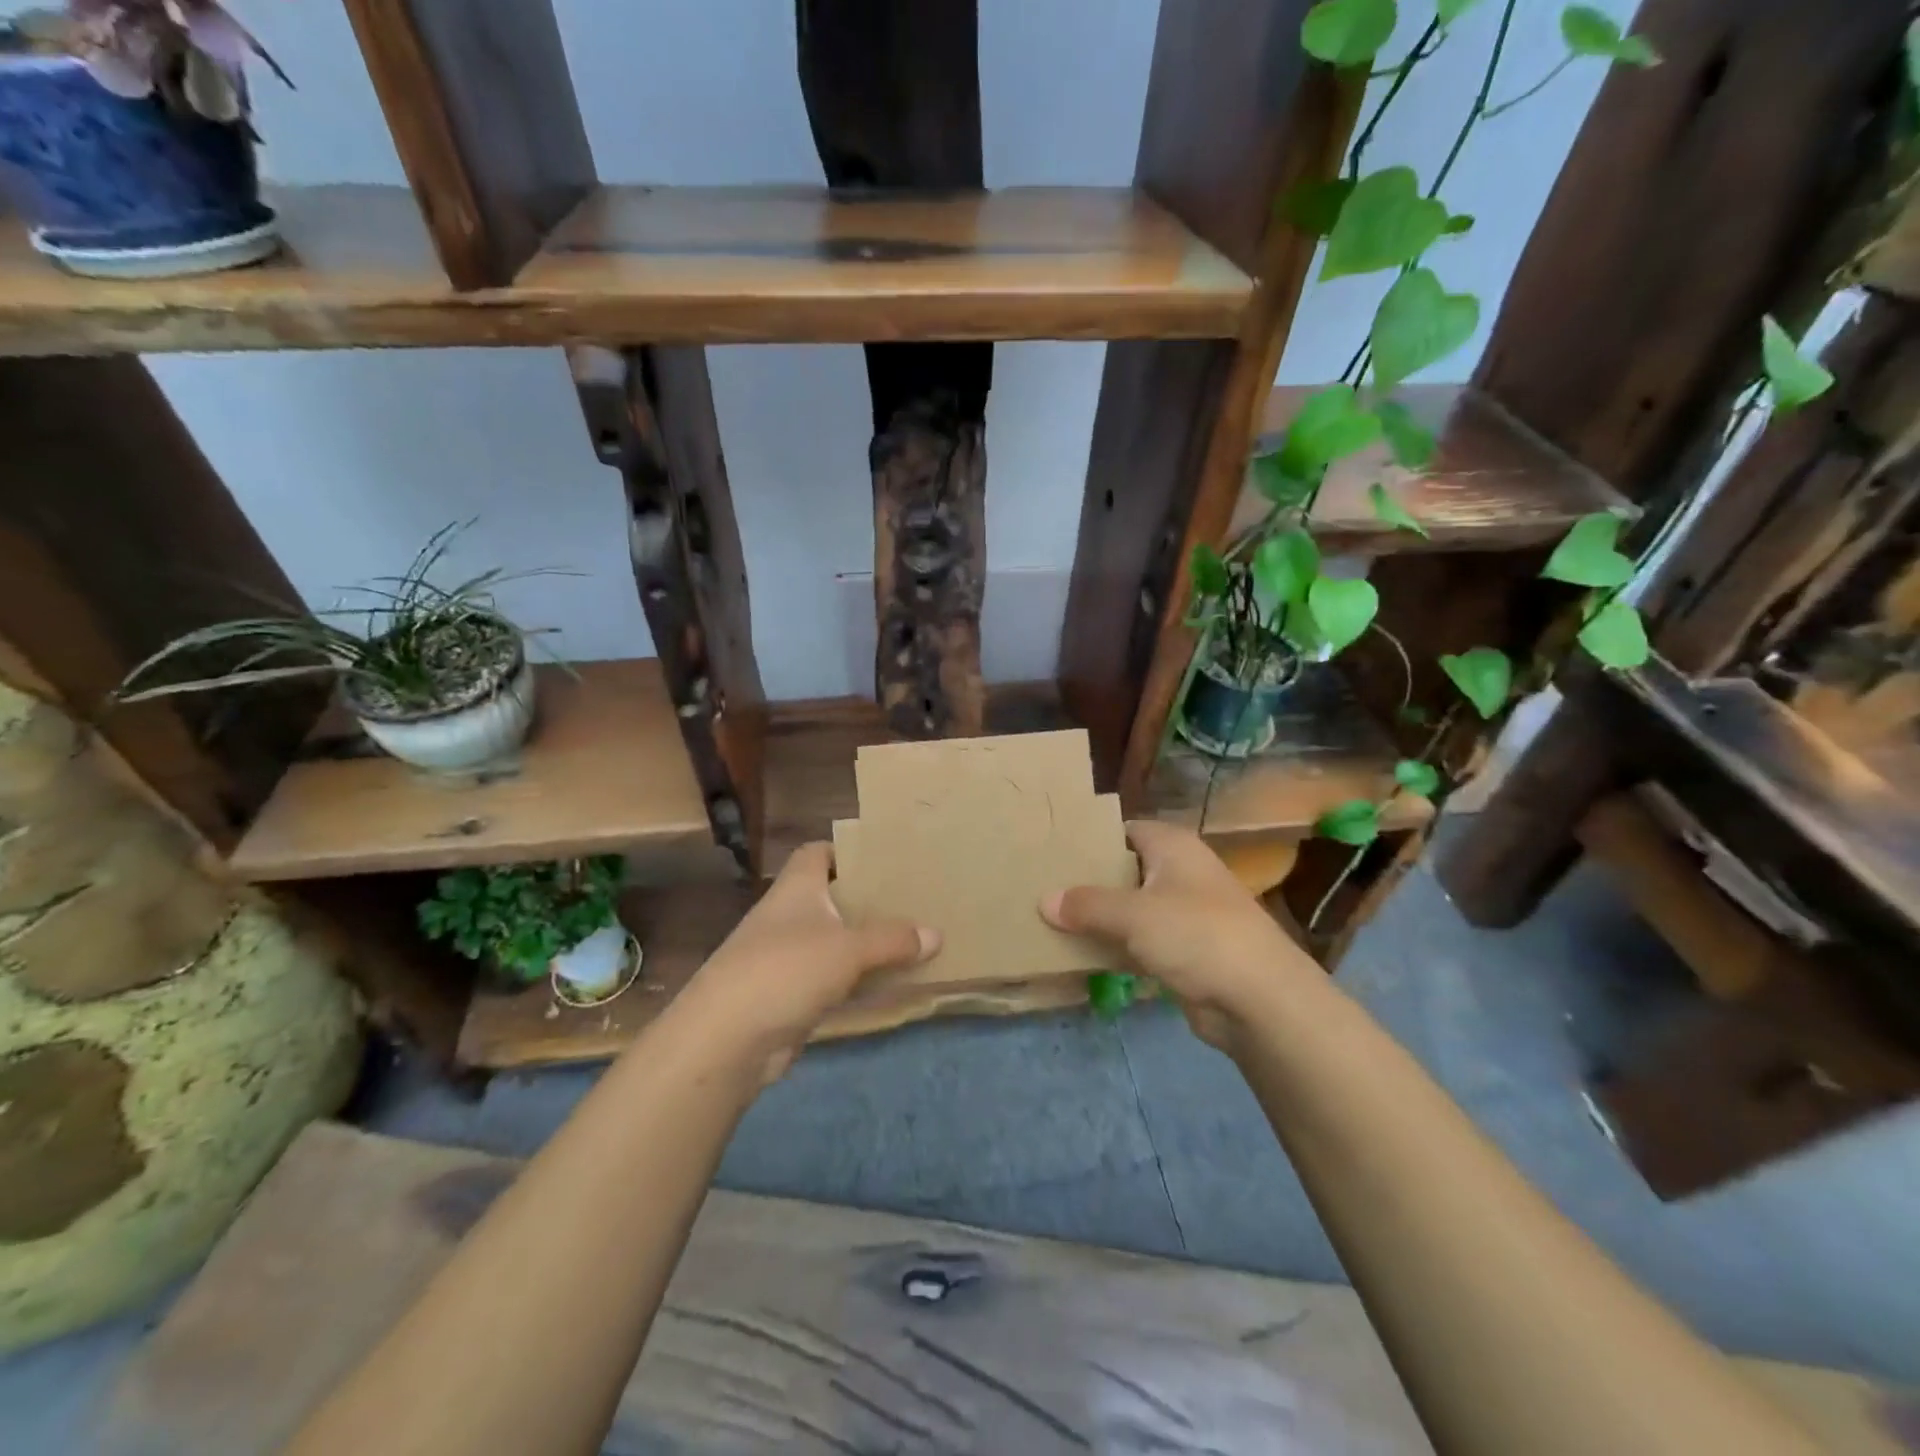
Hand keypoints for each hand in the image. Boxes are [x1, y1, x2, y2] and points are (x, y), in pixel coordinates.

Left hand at [678, 843, 937, 1082]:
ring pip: (833, 941)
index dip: (846, 851)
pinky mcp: (788, 996)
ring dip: (864, 944)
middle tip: (912, 900)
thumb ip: (893, 940)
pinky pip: (831, 979)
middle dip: (867, 900)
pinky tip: (887, 984)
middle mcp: (788, 916)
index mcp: (796, 888)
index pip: (817, 853)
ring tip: (911, 940)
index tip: (884, 858)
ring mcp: (785, 957)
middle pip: (831, 898)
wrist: (726, 1040)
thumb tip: (936, 934)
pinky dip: (855, 981)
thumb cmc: (786, 970)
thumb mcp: (848, 949)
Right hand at [1042, 821, 1320, 1049]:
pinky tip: (1082, 955)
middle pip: (1125, 870)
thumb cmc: (1196, 935)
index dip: (1091, 838)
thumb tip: (1044, 900)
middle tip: (1043, 886)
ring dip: (1100, 918)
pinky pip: (1141, 942)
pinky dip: (1116, 948)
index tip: (1053, 850)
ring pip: (1132, 909)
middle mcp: (1180, 873)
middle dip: (1089, 881)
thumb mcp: (1133, 914)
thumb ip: (1086, 905)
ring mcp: (1185, 914)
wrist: (1259, 999)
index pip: (1125, 830)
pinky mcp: (1186, 952)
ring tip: (1052, 920)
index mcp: (1173, 847)